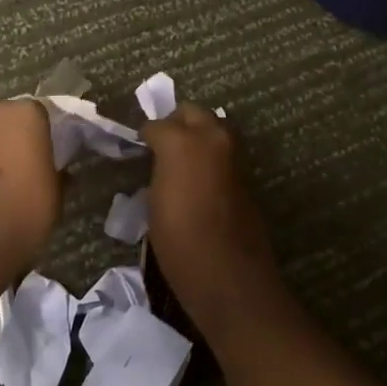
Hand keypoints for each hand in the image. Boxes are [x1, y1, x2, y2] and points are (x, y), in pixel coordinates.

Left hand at [0, 100, 61, 270]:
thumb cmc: (24, 211)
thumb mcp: (56, 193)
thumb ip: (57, 172)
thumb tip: (57, 172)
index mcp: (27, 114)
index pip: (40, 114)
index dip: (43, 135)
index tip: (46, 157)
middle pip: (6, 120)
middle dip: (12, 138)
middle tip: (20, 167)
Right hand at [142, 104, 279, 329]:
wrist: (228, 273)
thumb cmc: (179, 242)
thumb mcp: (154, 204)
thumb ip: (159, 170)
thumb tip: (161, 163)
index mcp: (181, 142)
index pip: (157, 125)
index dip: (146, 137)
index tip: (140, 148)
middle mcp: (211, 136)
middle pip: (191, 113)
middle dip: (176, 123)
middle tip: (162, 146)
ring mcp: (233, 152)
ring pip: (213, 126)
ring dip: (198, 135)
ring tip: (181, 161)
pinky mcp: (247, 171)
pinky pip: (224, 150)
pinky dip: (212, 154)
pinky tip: (199, 177)